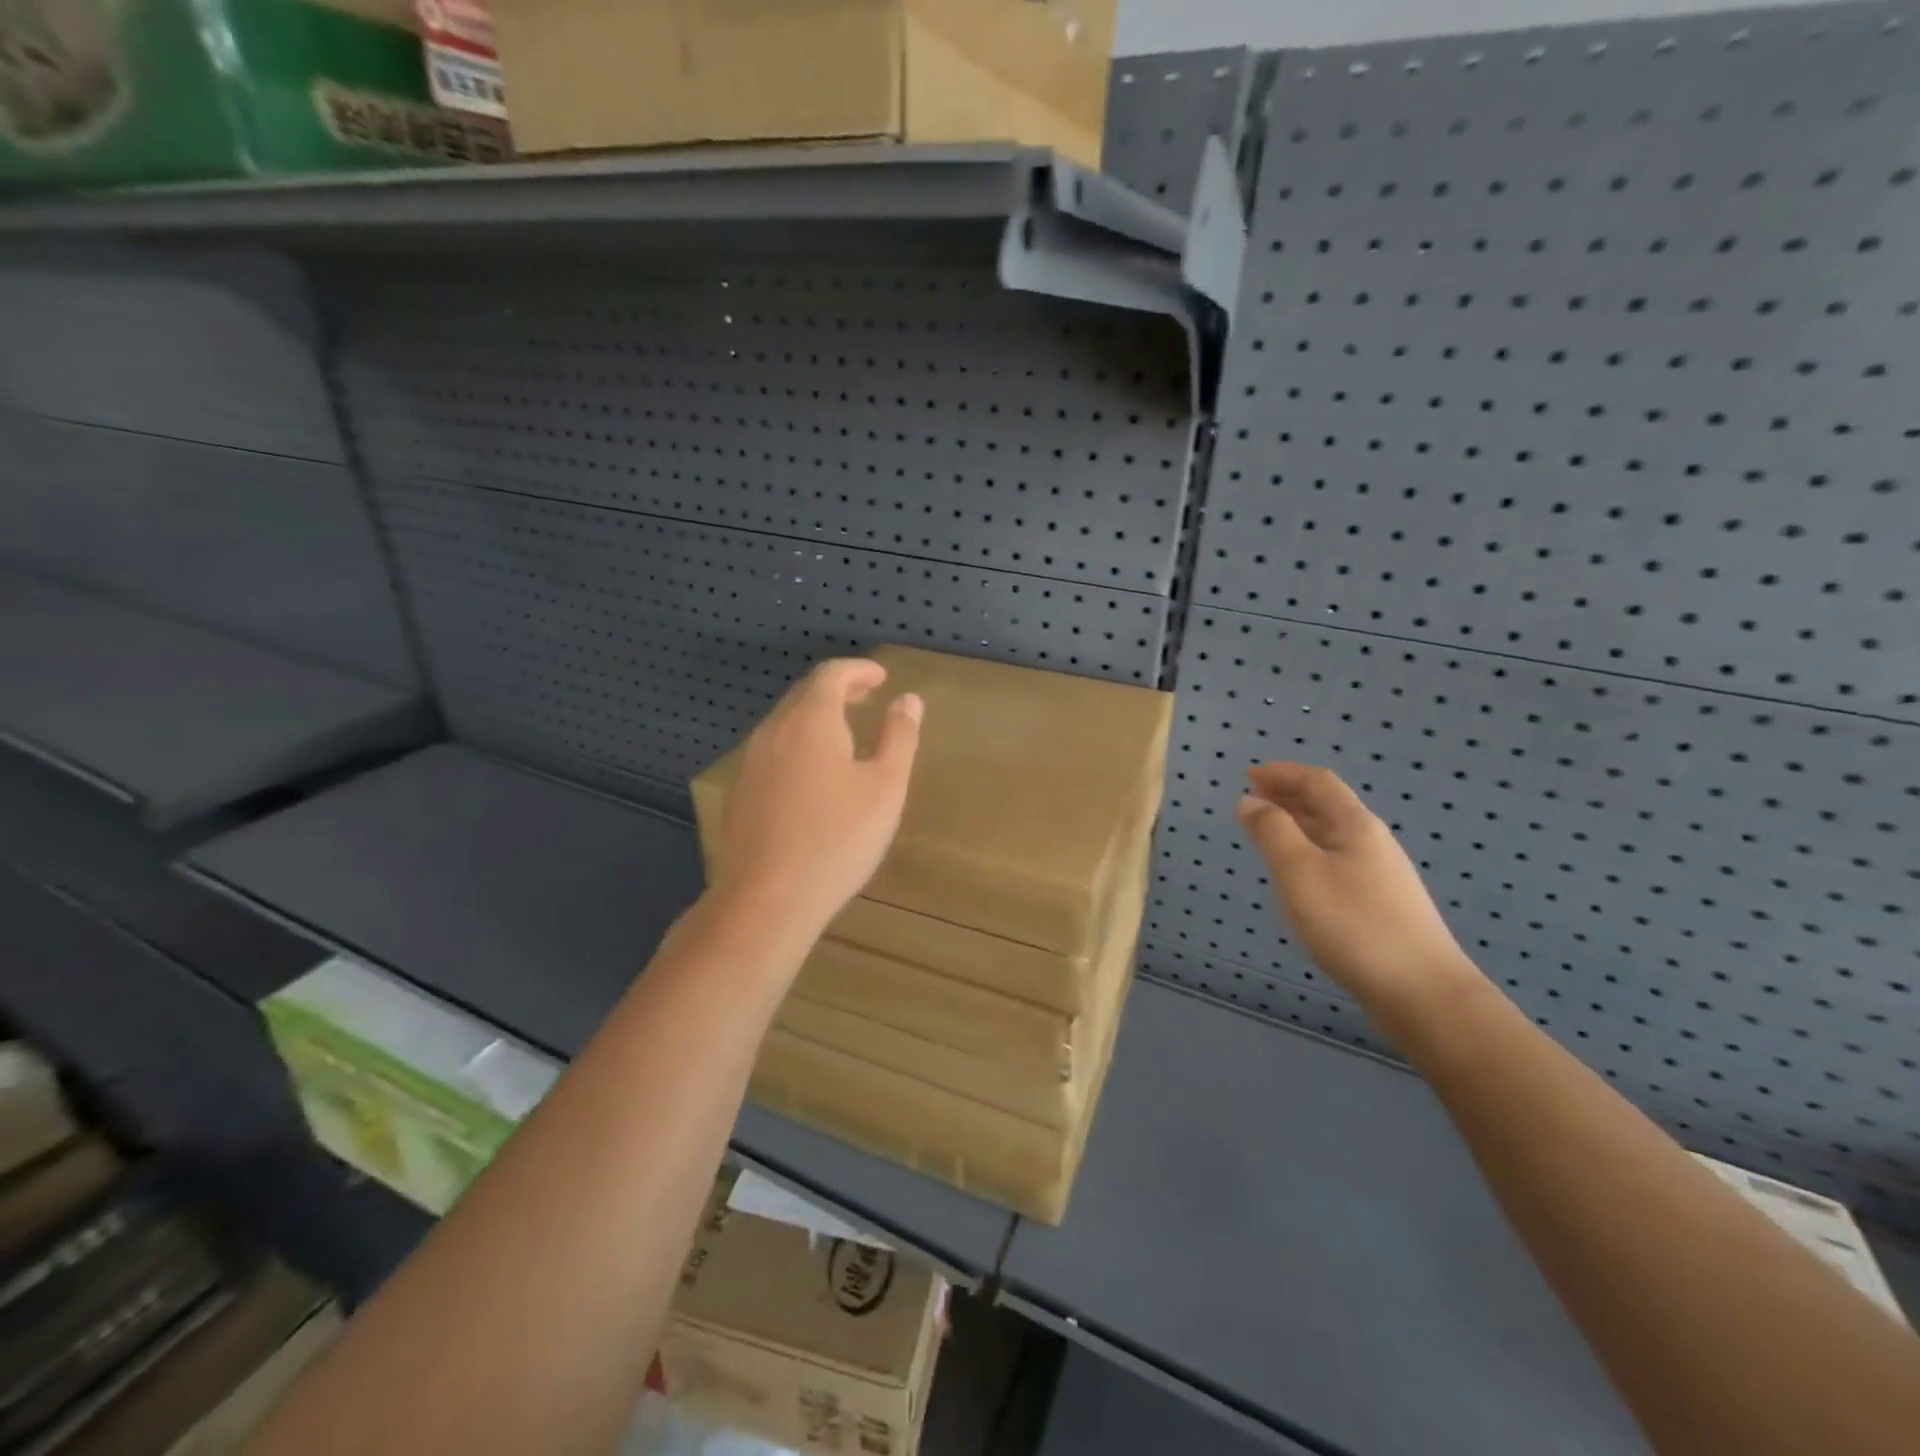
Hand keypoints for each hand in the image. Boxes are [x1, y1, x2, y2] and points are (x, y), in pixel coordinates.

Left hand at [716, 658, 922, 935]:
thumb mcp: (885, 788)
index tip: (881, 677)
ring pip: (785, 723)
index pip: (831, 675)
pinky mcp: (741, 793)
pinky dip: (798, 744)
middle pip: (804, 694)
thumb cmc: (838, 839)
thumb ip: (900, 737)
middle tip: (866, 698)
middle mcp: (774, 732)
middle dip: (837, 690)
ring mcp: (751, 763)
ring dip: (815, 717)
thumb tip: (908, 699)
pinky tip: (812, 774)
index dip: (858, 670)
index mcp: (811, 722)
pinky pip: (773, 751)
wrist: (767, 899)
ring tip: (844, 733)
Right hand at [1236, 762, 1482, 1025]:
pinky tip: (1297, 878)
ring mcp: (1380, 876)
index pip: (1317, 782)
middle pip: (1327, 806)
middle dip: (1288, 796)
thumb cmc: (1353, 924)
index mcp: (1354, 825)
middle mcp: (1371, 843)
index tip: (1249, 774)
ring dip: (1297, 825)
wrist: (1422, 993)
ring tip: (1267, 834)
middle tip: (1252, 799)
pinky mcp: (1380, 906)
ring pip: (1331, 836)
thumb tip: (1250, 801)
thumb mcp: (1299, 872)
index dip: (1283, 773)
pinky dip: (1308, 854)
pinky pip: (1336, 862)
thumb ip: (1271, 832)